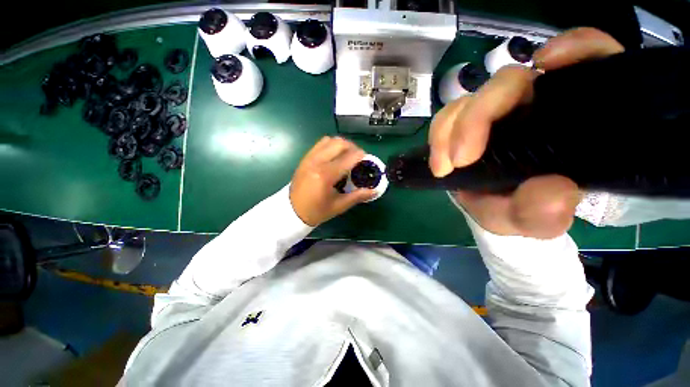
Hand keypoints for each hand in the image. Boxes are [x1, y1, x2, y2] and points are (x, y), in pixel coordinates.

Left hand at [290, 136, 375, 226]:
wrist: (291, 212)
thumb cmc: (316, 211)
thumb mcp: (339, 206)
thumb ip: (357, 196)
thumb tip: (374, 191)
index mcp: (326, 175)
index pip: (348, 157)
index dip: (361, 156)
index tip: (366, 160)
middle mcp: (317, 162)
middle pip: (339, 143)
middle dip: (352, 147)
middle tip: (357, 157)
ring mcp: (309, 158)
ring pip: (329, 140)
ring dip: (341, 144)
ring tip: (346, 155)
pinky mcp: (305, 158)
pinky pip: (320, 144)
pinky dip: (330, 146)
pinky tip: (333, 157)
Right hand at [430, 28, 624, 237]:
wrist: (500, 210)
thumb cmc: (528, 210)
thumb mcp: (539, 220)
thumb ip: (548, 213)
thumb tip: (555, 190)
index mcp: (570, 118)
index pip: (590, 62)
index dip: (577, 49)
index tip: (549, 65)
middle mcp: (534, 105)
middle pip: (508, 82)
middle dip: (476, 117)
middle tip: (459, 161)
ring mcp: (496, 114)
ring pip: (469, 99)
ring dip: (449, 129)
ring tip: (443, 166)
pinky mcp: (468, 125)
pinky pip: (449, 116)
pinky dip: (440, 131)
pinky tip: (438, 160)